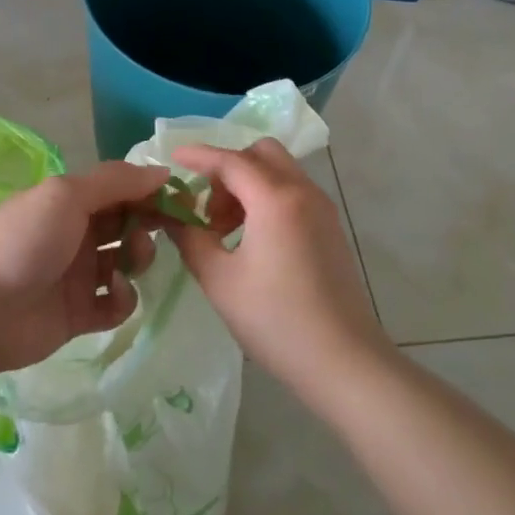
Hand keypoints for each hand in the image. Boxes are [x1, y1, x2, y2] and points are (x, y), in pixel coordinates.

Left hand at [0, 160, 169, 375]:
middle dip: (148, 225)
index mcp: (70, 202)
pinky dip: (123, 298)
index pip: (120, 190)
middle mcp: (76, 235)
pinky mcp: (81, 314)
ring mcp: (79, 276)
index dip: (149, 192)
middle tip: (156, 230)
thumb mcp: (67, 195)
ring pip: (127, 262)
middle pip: (127, 225)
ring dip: (138, 258)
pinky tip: (113, 294)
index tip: (180, 198)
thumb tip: (162, 172)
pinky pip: (117, 304)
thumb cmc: (24, 241)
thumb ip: (116, 181)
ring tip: (128, 263)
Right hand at [165, 141, 394, 402]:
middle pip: (261, 154)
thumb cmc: (275, 319)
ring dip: (247, 185)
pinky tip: (251, 241)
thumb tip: (174, 216)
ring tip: (223, 230)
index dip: (198, 156)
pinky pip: (293, 194)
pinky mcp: (330, 229)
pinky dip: (267, 200)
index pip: (231, 160)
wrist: (342, 361)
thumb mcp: (219, 279)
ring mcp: (322, 210)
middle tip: (206, 207)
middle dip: (228, 168)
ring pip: (279, 172)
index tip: (171, 158)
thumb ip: (191, 238)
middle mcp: (303, 193)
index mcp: (276, 199)